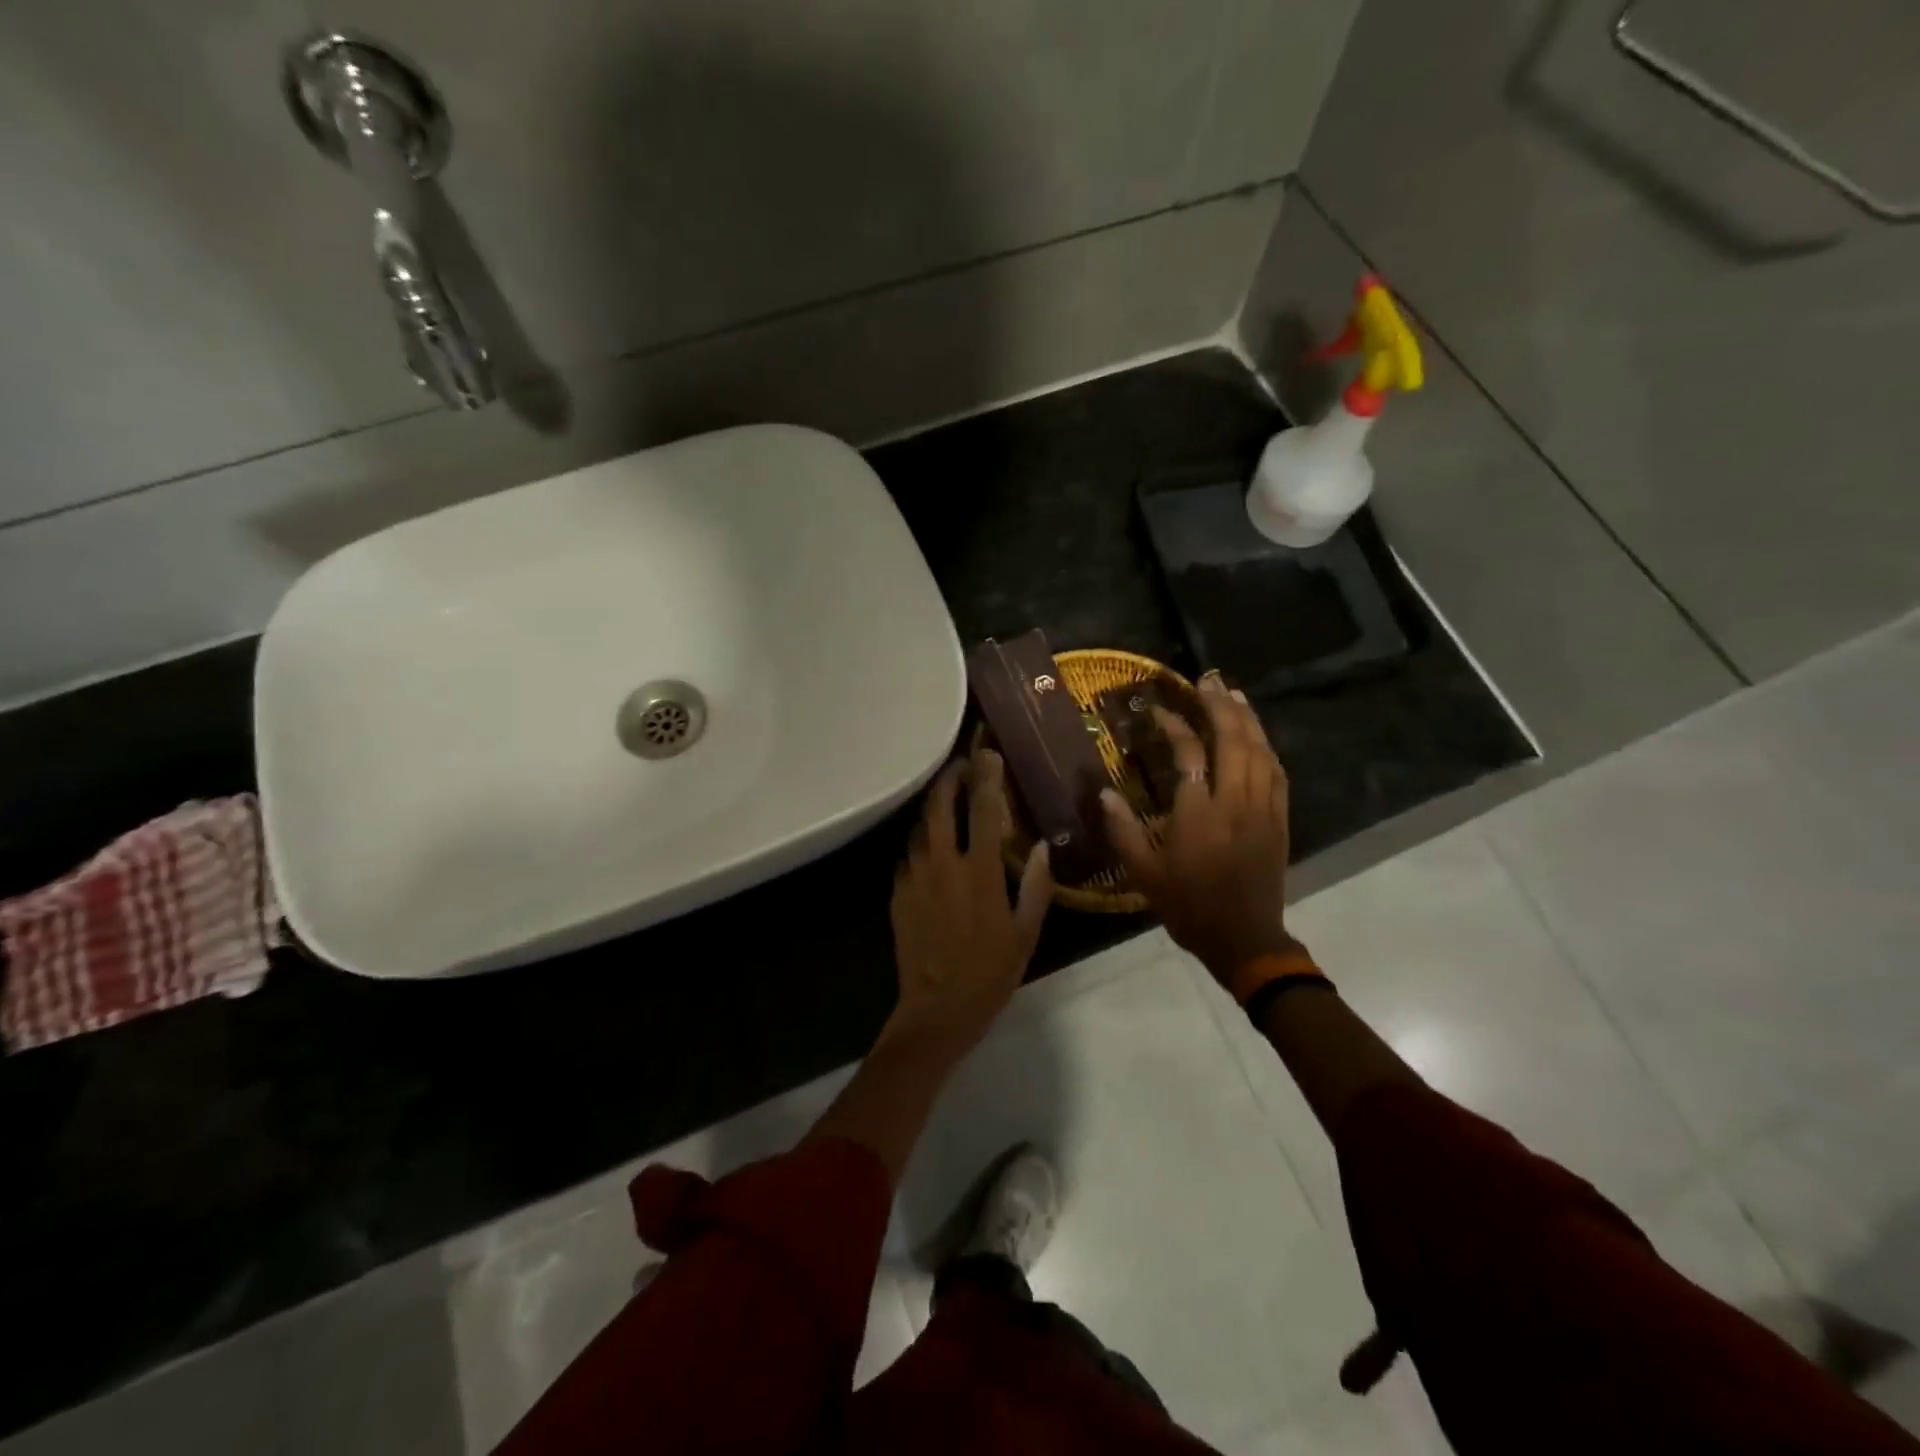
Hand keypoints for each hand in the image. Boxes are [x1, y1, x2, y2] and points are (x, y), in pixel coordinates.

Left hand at [886, 745, 1052, 1051]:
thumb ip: (1035, 885)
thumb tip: (1038, 846)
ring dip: (933, 809)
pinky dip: (921, 843)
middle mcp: (943, 864)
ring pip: (920, 828)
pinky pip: (908, 855)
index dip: (987, 777)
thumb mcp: (1025, 932)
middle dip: (949, 779)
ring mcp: (915, 877)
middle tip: (960, 766)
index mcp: (980, 871)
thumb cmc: (990, 973)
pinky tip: (930, 848)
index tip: (988, 755)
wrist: (937, 1010)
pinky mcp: (897, 893)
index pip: (984, 809)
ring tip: (946, 801)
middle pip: (939, 805)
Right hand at [1100, 675, 1300, 986]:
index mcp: (1198, 814)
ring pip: (1260, 750)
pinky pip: (1277, 772)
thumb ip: (1121, 829)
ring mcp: (1263, 808)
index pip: (1189, 753)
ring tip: (1232, 693)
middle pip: (1234, 740)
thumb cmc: (1188, 906)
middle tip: (1207, 679)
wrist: (1244, 939)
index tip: (1159, 712)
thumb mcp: (1143, 873)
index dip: (1174, 726)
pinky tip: (1258, 735)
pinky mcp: (1279, 818)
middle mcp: (1235, 802)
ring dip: (1247, 718)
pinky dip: (1267, 746)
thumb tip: (1101, 791)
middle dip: (1220, 705)